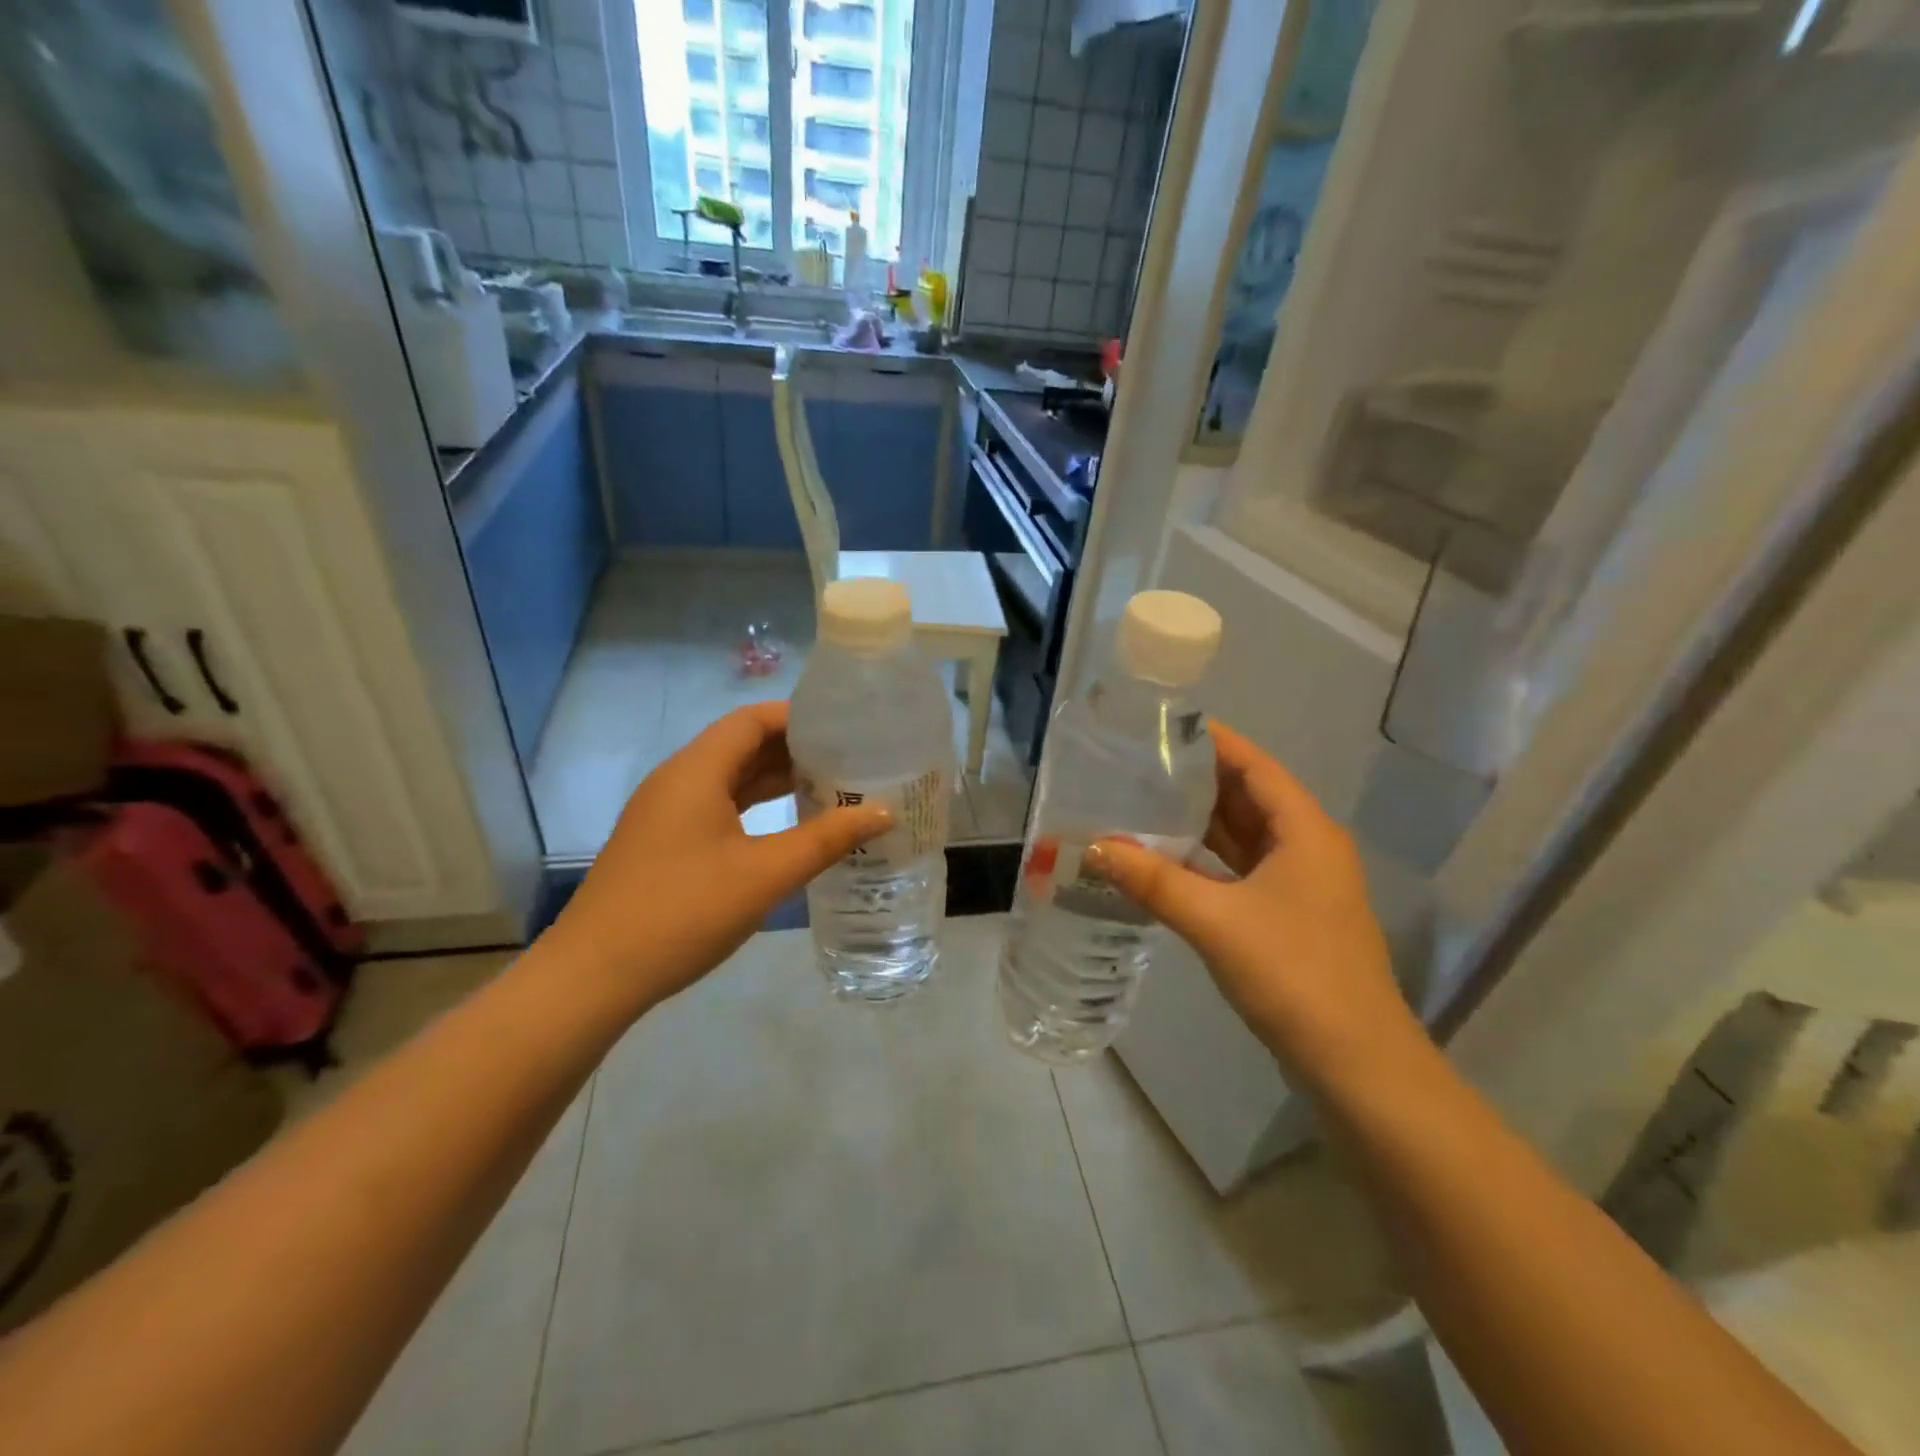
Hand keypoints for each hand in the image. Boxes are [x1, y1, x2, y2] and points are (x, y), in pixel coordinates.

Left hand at [546, 702, 891, 1015]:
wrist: (594, 976)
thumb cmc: (683, 912)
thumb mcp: (765, 875)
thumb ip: (826, 839)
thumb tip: (882, 812)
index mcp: (696, 771)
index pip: (751, 720)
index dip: (799, 717)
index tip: (846, 727)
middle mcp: (677, 780)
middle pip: (741, 745)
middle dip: (794, 748)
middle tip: (849, 759)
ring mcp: (666, 813)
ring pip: (729, 779)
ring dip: (775, 779)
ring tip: (830, 787)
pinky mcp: (663, 842)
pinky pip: (717, 806)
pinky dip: (754, 807)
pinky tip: (787, 826)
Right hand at [1088, 722, 1422, 1089]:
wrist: (1355, 1062)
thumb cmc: (1294, 973)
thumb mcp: (1216, 921)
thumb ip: (1153, 880)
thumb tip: (1093, 847)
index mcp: (1304, 831)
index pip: (1254, 766)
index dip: (1214, 742)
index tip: (1165, 725)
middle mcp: (1307, 847)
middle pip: (1248, 797)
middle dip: (1198, 779)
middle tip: (1140, 763)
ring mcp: (1300, 884)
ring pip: (1244, 836)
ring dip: (1200, 821)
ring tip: (1144, 801)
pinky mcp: (1288, 915)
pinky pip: (1241, 870)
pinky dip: (1207, 859)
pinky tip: (1166, 859)